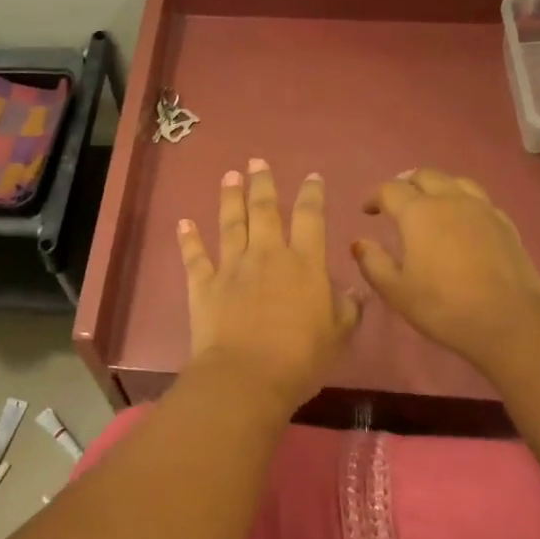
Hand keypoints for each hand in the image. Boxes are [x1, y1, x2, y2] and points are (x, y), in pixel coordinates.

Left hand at [177, 160, 361, 414]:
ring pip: (230, 223)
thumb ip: (347, 309)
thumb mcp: (338, 336)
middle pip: (265, 209)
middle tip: (257, 162)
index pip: (311, 217)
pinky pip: (194, 256)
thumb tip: (356, 291)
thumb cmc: (300, 359)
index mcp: (305, 264)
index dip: (312, 194)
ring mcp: (232, 267)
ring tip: (229, 176)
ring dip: (229, 197)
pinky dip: (188, 239)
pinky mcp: (203, 284)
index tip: (312, 177)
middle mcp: (267, 255)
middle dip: (262, 183)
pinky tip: (183, 223)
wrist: (247, 376)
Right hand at [352, 169, 539, 372]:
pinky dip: (462, 202)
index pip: (391, 190)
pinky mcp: (505, 223)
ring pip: (456, 182)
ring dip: (437, 187)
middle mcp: (451, 200)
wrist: (509, 321)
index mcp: (419, 213)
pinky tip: (462, 221)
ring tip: (430, 204)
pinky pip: (479, 200)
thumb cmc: (443, 307)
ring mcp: (483, 209)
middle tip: (396, 203)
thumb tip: (359, 243)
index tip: (367, 211)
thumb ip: (373, 263)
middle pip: (425, 176)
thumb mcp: (396, 291)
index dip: (374, 198)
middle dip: (406, 185)